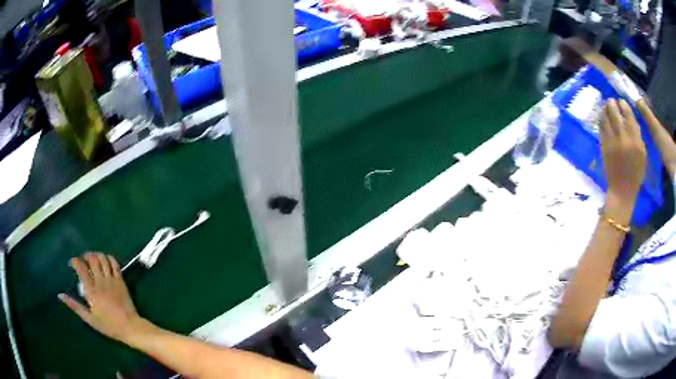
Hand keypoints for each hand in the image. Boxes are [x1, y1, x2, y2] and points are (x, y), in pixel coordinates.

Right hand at [59, 253, 143, 342]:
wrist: (130, 328)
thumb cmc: (109, 326)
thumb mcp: (89, 318)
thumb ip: (74, 306)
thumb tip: (60, 295)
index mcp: (92, 291)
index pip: (81, 267)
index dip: (75, 261)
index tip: (72, 263)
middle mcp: (101, 282)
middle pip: (92, 259)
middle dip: (85, 256)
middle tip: (82, 260)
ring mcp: (112, 280)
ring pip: (103, 258)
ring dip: (96, 255)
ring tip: (92, 259)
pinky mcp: (121, 281)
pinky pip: (114, 264)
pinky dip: (108, 258)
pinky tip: (105, 260)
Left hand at [600, 99, 646, 218]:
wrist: (622, 190)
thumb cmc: (636, 173)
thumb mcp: (642, 154)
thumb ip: (638, 135)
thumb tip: (631, 117)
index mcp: (635, 141)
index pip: (628, 115)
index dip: (623, 105)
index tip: (621, 102)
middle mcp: (623, 138)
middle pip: (614, 112)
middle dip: (612, 103)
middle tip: (611, 101)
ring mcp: (612, 142)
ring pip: (605, 118)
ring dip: (605, 109)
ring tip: (606, 106)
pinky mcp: (603, 146)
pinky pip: (601, 128)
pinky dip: (601, 120)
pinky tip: (603, 117)